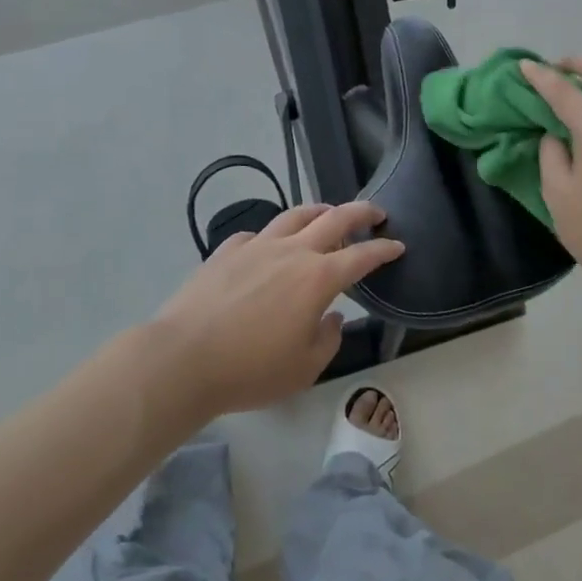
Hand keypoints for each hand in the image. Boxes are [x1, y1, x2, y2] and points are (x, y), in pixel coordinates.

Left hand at [148, 200, 404, 416]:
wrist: (183, 359)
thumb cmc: (251, 370)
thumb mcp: (305, 368)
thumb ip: (328, 338)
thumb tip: (332, 316)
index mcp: (319, 278)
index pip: (362, 255)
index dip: (384, 249)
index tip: (397, 245)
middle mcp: (292, 252)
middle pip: (335, 218)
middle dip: (361, 212)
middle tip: (376, 212)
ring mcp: (257, 246)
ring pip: (295, 215)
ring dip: (319, 210)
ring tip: (328, 213)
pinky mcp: (226, 251)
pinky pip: (256, 234)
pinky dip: (271, 235)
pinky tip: (268, 245)